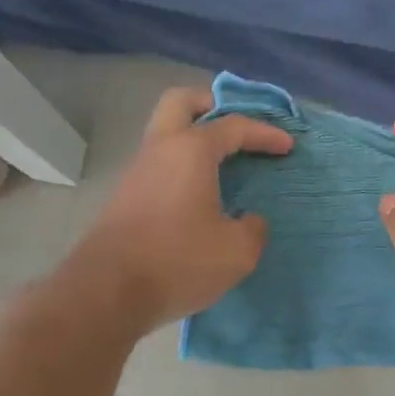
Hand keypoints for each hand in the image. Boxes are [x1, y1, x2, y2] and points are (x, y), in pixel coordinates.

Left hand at [68, 87, 292, 334]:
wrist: (107, 293)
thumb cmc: (178, 261)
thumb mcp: (237, 251)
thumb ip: (253, 229)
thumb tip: (248, 220)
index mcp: (191, 150)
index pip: (234, 126)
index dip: (265, 133)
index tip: (288, 146)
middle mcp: (160, 149)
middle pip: (182, 102)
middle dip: (212, 105)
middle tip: (238, 127)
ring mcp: (138, 172)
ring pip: (166, 133)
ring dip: (194, 138)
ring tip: (224, 163)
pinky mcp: (126, 197)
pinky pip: (160, 163)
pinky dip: (182, 165)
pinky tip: (200, 194)